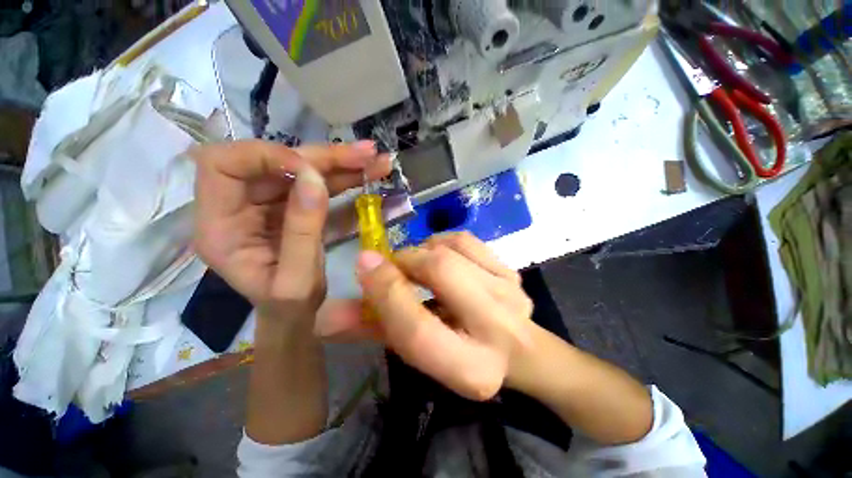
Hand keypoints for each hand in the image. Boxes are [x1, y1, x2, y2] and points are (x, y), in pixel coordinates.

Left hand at [191, 140, 390, 322]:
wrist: (295, 316)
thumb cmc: (289, 309)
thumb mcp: (297, 282)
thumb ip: (303, 230)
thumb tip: (314, 178)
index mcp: (220, 226)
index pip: (223, 165)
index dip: (264, 156)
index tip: (311, 168)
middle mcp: (237, 207)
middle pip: (274, 162)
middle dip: (322, 156)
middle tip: (365, 154)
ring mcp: (266, 204)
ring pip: (301, 169)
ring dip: (341, 163)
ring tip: (376, 159)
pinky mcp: (290, 206)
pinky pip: (316, 184)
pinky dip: (345, 177)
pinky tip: (370, 172)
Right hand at [316, 232, 534, 400]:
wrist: (518, 349)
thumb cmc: (459, 354)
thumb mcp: (417, 351)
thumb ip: (373, 331)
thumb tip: (324, 316)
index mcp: (470, 369)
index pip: (416, 329)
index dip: (385, 292)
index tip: (364, 263)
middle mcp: (497, 328)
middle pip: (440, 272)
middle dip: (407, 261)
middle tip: (394, 265)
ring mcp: (510, 294)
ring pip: (451, 250)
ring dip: (424, 251)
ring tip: (418, 264)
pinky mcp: (513, 273)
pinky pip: (466, 240)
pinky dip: (443, 241)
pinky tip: (441, 255)